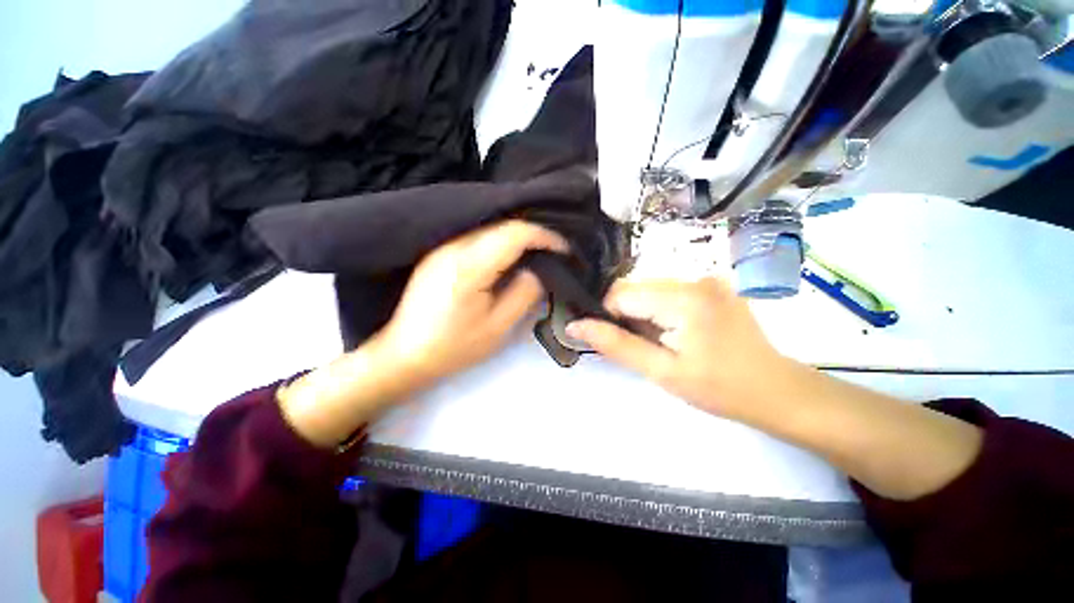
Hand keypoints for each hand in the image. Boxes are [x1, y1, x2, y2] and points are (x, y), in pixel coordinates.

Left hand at [279, 220, 566, 447]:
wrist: (404, 354)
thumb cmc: (454, 347)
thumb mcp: (498, 327)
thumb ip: (524, 293)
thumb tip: (538, 270)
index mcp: (469, 266)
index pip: (515, 233)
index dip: (544, 236)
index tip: (564, 248)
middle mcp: (453, 247)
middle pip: (502, 225)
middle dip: (533, 234)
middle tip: (553, 250)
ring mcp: (442, 247)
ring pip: (489, 228)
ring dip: (516, 236)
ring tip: (536, 252)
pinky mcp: (438, 253)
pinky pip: (476, 236)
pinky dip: (499, 242)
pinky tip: (508, 256)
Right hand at [566, 277, 790, 421]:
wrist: (776, 391)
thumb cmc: (719, 388)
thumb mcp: (661, 372)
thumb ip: (615, 345)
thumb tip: (575, 326)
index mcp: (684, 298)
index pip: (620, 294)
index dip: (609, 317)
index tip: (620, 342)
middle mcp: (695, 277)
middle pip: (635, 288)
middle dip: (627, 315)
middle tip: (645, 346)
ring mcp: (706, 278)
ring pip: (649, 289)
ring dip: (643, 313)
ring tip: (662, 341)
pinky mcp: (711, 284)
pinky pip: (667, 291)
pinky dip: (660, 310)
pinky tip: (676, 332)